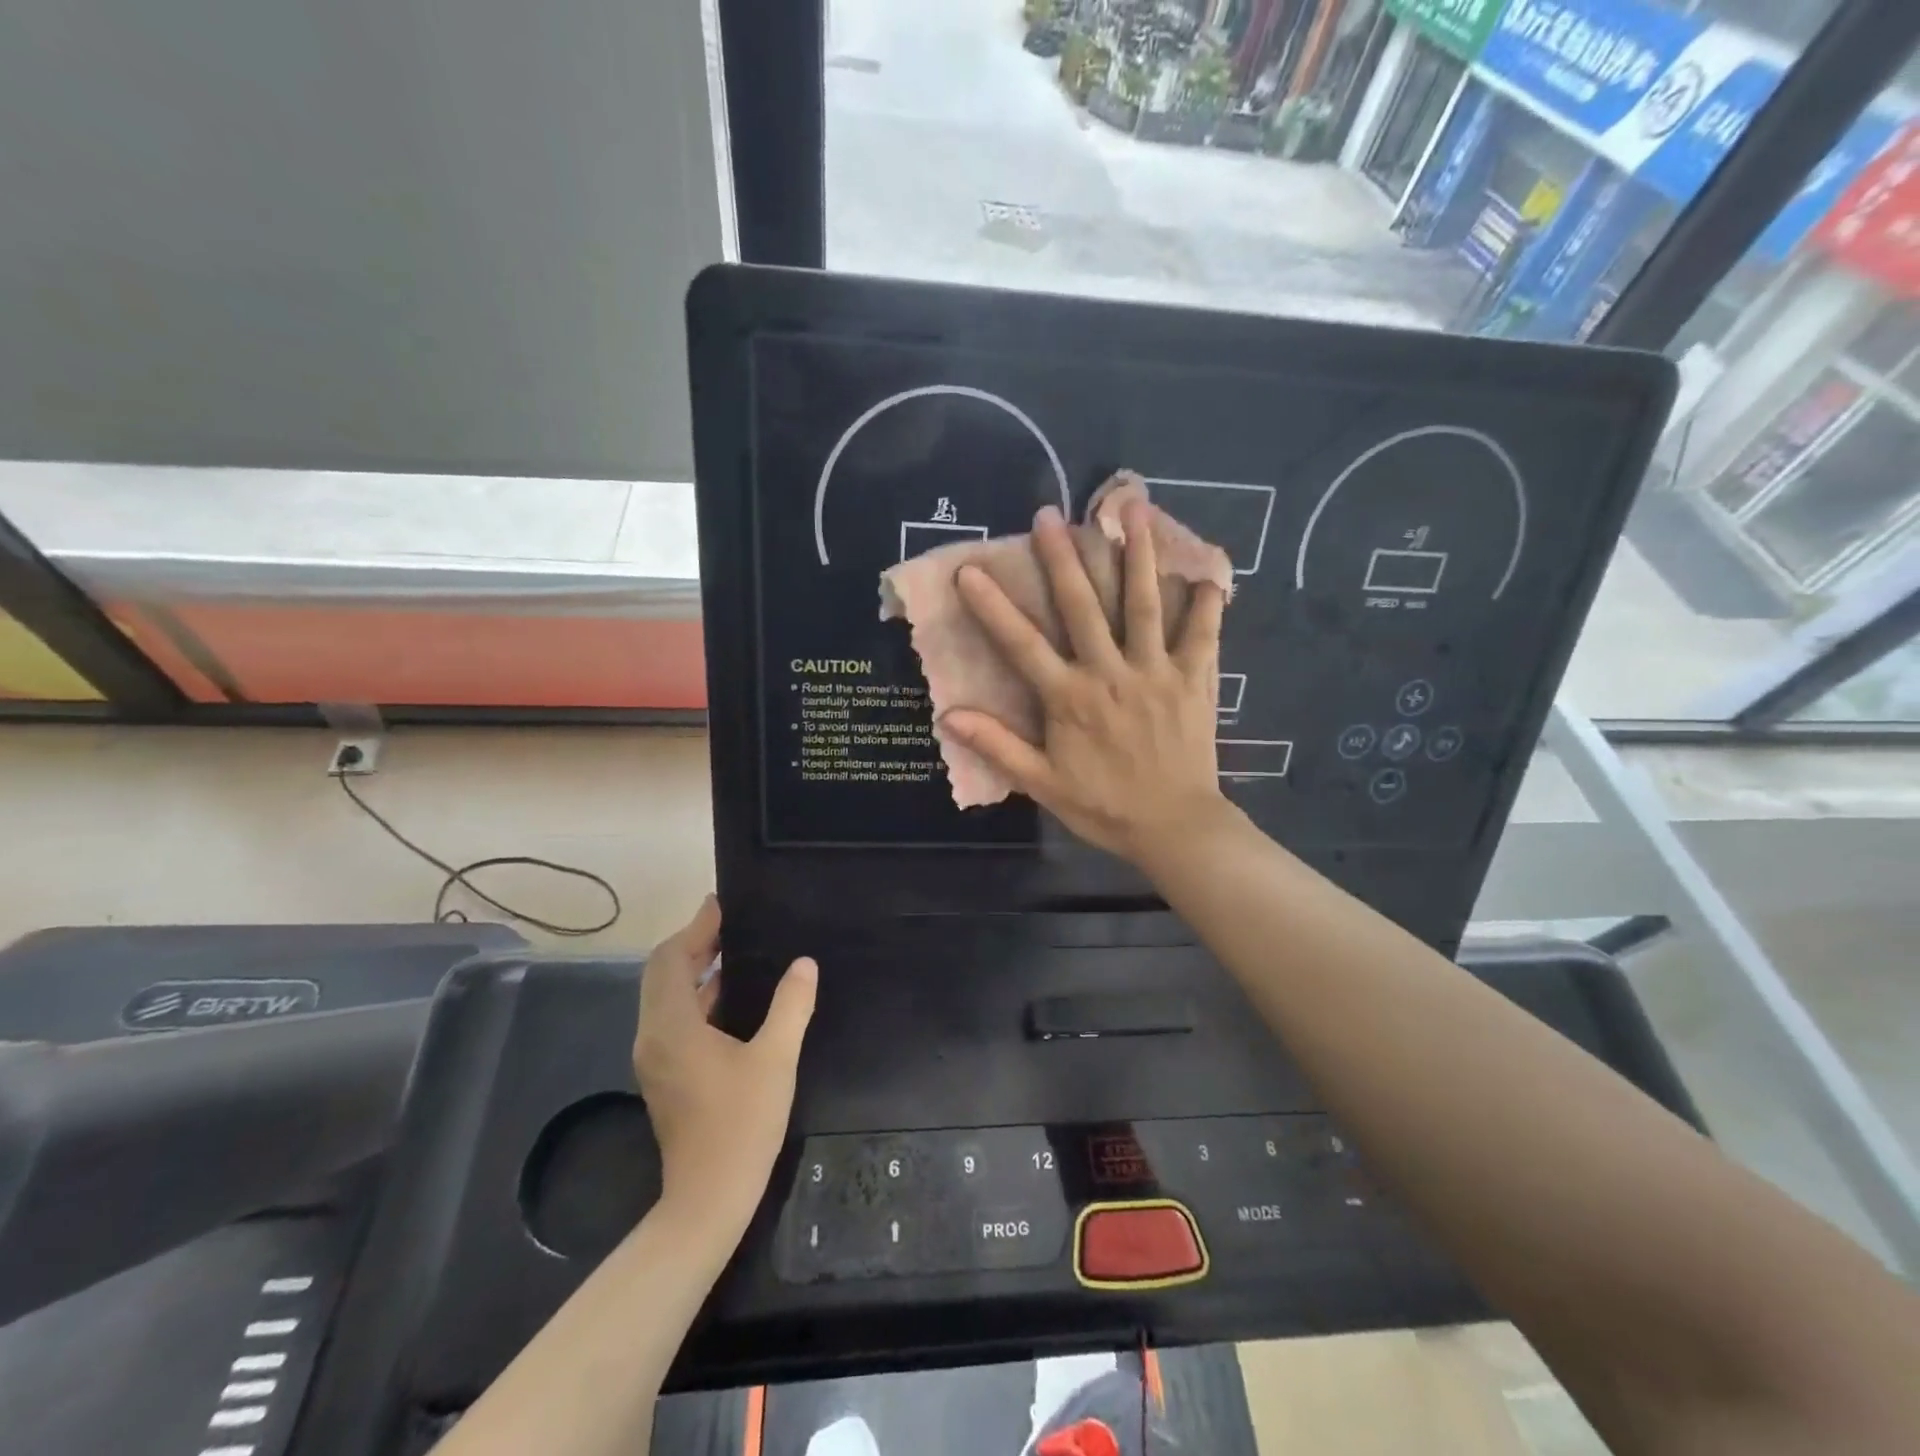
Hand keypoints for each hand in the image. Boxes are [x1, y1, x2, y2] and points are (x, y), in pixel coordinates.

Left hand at [633, 897, 815, 1229]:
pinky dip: (697, 997)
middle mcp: (654, 1037)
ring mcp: (656, 1059)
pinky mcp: (666, 1076)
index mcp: (672, 1026)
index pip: (671, 960)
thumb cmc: (741, 1124)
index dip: (695, 928)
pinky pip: (675, 1019)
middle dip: (693, 944)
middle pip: (663, 975)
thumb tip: (803, 963)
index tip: (720, 904)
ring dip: (695, 971)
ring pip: (667, 998)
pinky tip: (732, 997)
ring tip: (735, 950)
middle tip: (730, 923)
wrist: (708, 1200)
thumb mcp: (775, 1058)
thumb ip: (790, 1006)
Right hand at [940, 500, 1232, 867]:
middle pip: (1083, 606)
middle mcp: (1111, 673)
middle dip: (1063, 558)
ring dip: (1138, 554)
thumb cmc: (1104, 806)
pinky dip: (1207, 603)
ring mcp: (1156, 671)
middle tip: (1049, 515)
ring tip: (1134, 510)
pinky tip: (1209, 572)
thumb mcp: (1043, 784)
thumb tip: (949, 716)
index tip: (970, 571)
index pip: (1022, 644)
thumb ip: (999, 746)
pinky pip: (1203, 634)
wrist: (1174, 827)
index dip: (993, 607)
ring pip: (1145, 603)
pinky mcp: (1194, 680)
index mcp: (1070, 698)